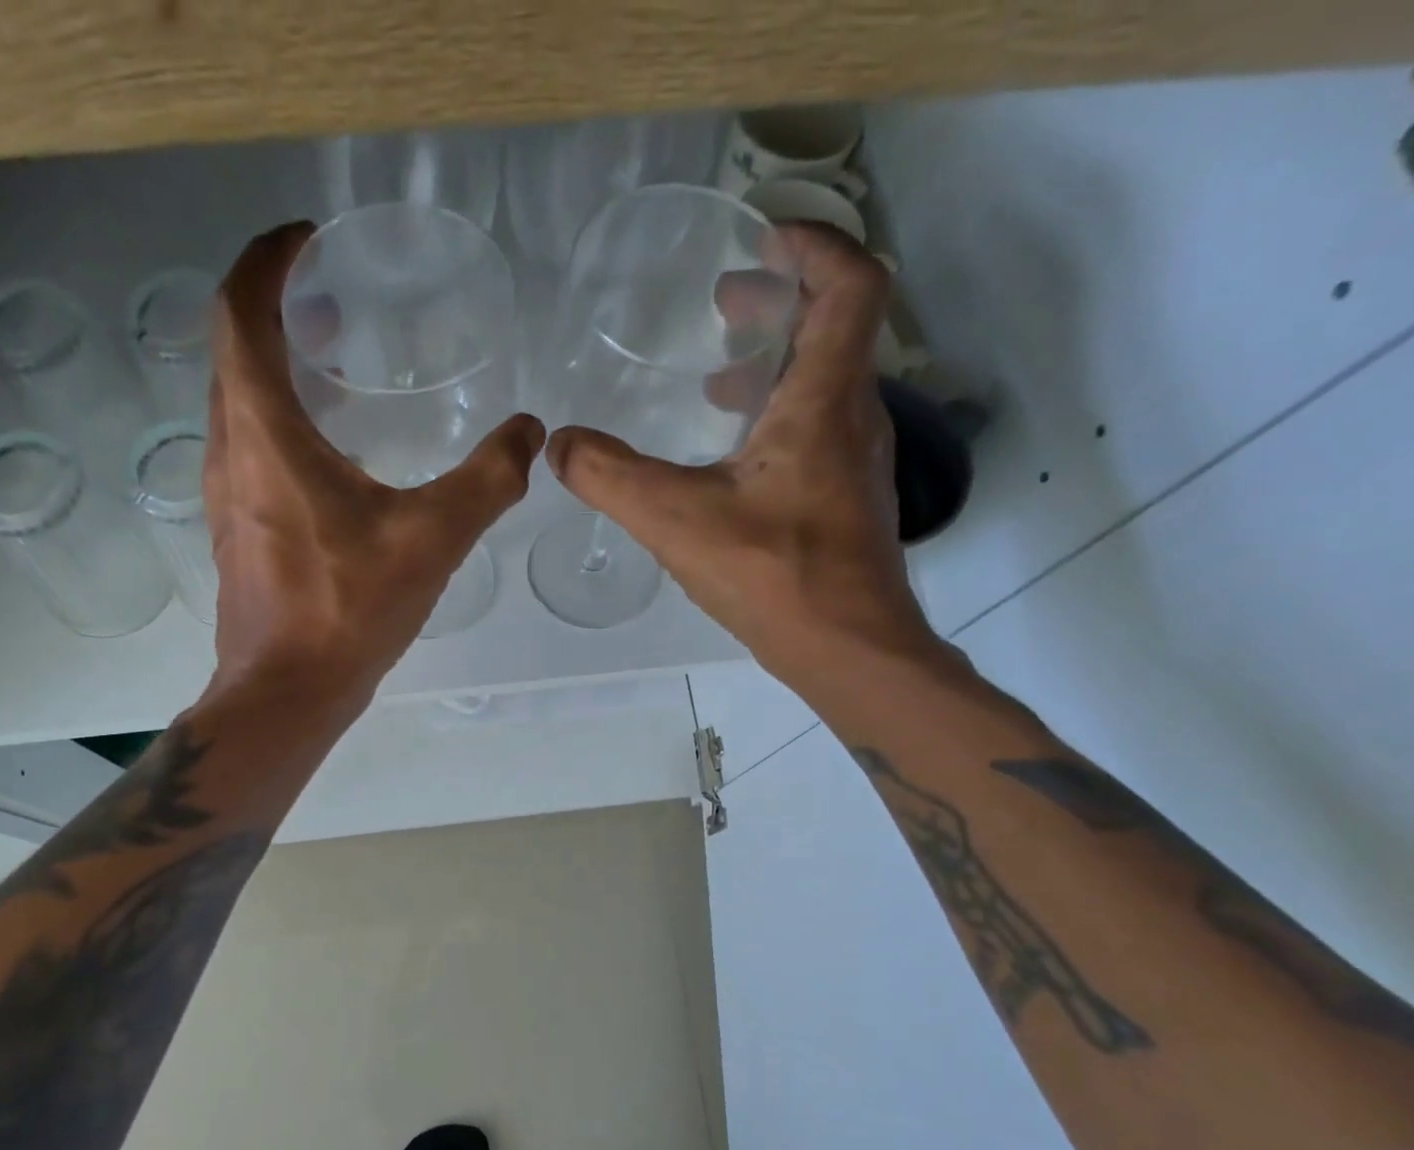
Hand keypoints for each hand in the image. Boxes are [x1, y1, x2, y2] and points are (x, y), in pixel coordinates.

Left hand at [203, 222, 545, 712]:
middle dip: (273, 308)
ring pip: (235, 402)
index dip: (266, 261)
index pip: (239, 311)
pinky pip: (246, 448)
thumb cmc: (347, 611)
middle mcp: (229, 451)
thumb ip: (487, 479)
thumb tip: (531, 434)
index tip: (305, 240)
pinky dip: (276, 420)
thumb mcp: (431, 539)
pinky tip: (328, 453)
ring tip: (332, 365)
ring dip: (272, 367)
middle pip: (231, 351)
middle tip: (330, 302)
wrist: (287, 693)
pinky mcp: (235, 531)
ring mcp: (225, 495)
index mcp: (264, 432)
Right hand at [545, 223, 940, 694]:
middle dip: (780, 301)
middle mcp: (853, 416)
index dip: (814, 245)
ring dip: (775, 365)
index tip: (762, 236)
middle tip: (723, 302)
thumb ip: (609, 477)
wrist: (847, 648)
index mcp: (823, 399)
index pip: (850, 284)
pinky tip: (731, 457)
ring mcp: (856, 461)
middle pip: (835, 328)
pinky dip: (777, 416)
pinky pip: (818, 429)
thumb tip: (557, 445)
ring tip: (715, 380)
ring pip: (825, 383)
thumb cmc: (774, 574)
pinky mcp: (847, 500)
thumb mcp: (675, 520)